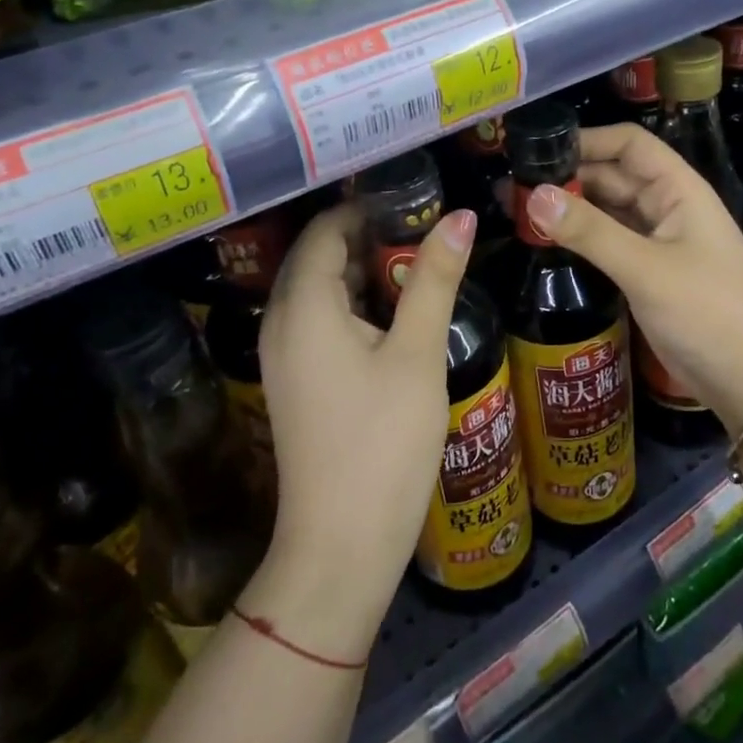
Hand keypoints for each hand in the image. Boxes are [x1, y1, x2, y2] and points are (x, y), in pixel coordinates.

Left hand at [249, 203, 476, 659]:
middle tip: (426, 225)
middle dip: (370, 236)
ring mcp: (284, 355)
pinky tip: (397, 312)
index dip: (367, 207)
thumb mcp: (417, 353)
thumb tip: (461, 216)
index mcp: (303, 306)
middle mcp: (281, 321)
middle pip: (320, 256)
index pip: (326, 230)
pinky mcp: (296, 381)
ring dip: (365, 271)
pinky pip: (320, 320)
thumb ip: (434, 278)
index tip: (416, 196)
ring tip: (420, 261)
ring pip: (321, 289)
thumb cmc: (382, 442)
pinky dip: (355, 304)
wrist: (340, 546)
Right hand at [525, 124, 742, 433]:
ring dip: (573, 208)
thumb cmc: (708, 313)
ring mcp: (660, 241)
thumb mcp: (646, 269)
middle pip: (615, 176)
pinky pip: (611, 241)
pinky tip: (550, 240)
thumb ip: (590, 231)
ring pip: (610, 210)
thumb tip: (534, 195)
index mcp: (679, 190)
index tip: (540, 149)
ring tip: (522, 208)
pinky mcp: (650, 272)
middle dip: (571, 176)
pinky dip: (583, 237)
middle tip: (517, 184)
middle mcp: (669, 207)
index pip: (630, 144)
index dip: (588, 140)